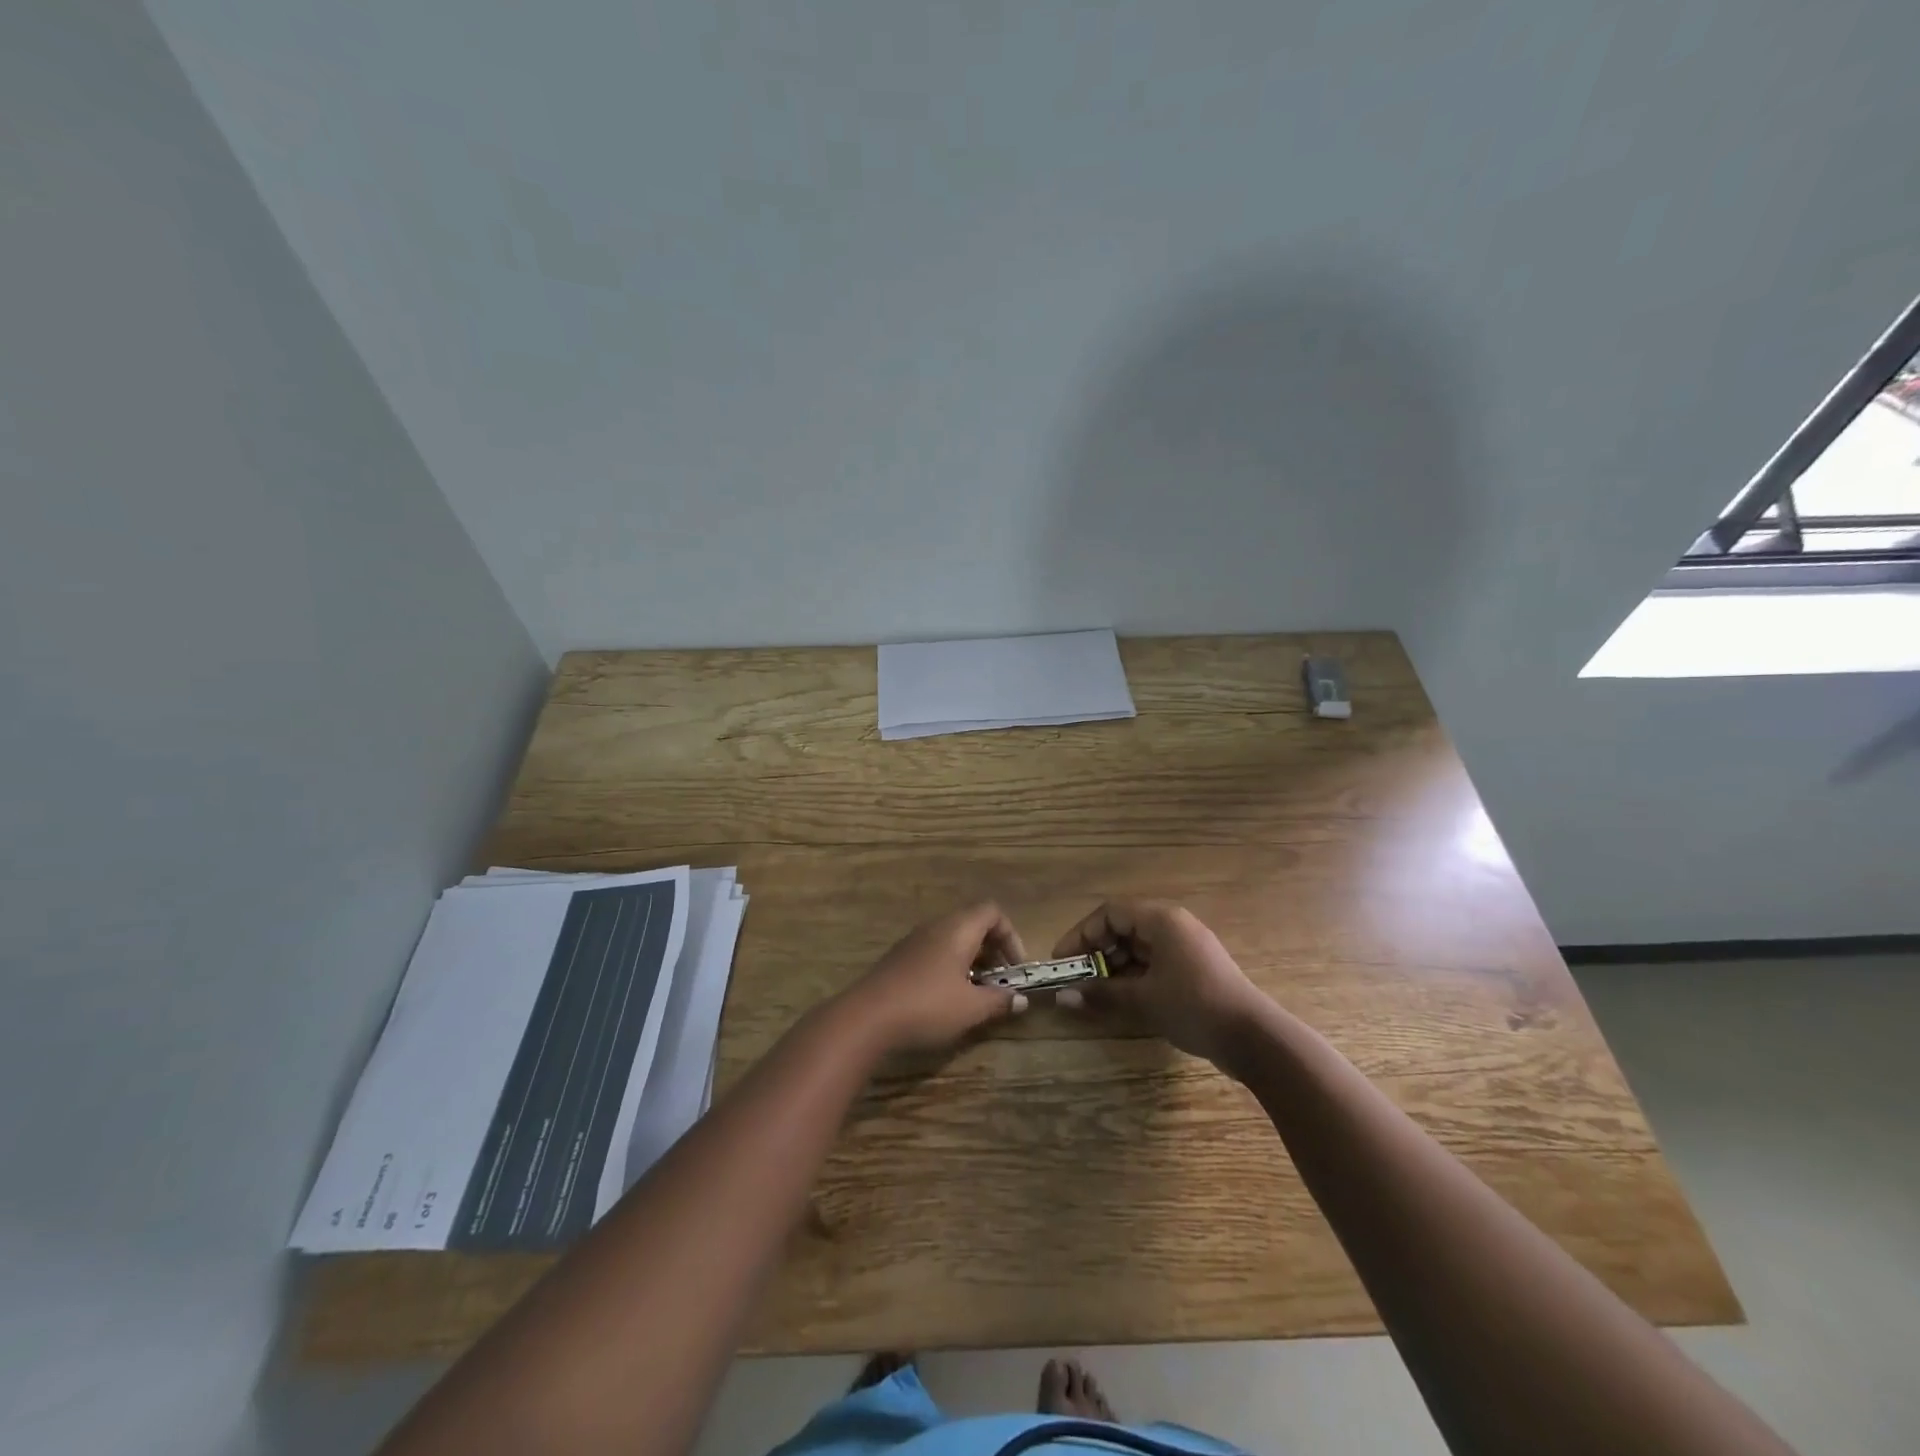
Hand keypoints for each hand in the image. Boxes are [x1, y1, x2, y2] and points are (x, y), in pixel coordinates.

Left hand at [844, 903, 1029, 1053]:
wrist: (866, 1017)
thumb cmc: (927, 1005)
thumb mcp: (971, 1008)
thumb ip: (999, 1001)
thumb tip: (1020, 999)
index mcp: (958, 929)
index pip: (992, 912)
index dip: (1011, 936)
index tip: (1016, 968)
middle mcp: (936, 926)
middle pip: (973, 924)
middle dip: (993, 951)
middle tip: (999, 982)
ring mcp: (914, 941)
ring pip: (953, 940)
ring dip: (972, 962)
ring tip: (976, 994)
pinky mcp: (900, 958)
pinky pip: (935, 952)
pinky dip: (950, 968)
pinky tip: (947, 999)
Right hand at [1053, 900, 1266, 1064]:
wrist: (1254, 1037)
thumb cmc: (1194, 1006)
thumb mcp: (1143, 999)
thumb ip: (1101, 993)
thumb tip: (1062, 997)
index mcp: (1161, 919)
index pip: (1110, 912)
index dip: (1081, 933)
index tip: (1063, 961)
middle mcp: (1173, 925)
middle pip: (1124, 927)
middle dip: (1097, 952)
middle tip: (1078, 979)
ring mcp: (1186, 947)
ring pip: (1139, 946)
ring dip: (1114, 966)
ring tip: (1097, 993)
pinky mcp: (1194, 968)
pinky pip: (1154, 962)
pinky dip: (1135, 976)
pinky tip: (1123, 999)